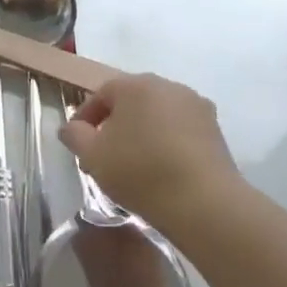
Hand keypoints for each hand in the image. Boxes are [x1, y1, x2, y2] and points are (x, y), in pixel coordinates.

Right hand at [59, 73, 241, 235]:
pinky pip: (180, 130)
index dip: (85, 117)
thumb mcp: (93, 155)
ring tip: (133, 164)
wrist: (203, 202)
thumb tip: (71, 127)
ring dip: (142, 133)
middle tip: (103, 155)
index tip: (78, 143)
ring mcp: (196, 105)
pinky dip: (166, 142)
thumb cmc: (140, 172)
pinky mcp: (215, 129)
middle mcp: (168, 86)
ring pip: (158, 114)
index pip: (101, 94)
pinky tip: (161, 168)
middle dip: (114, 124)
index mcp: (135, 85)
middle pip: (132, 101)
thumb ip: (74, 135)